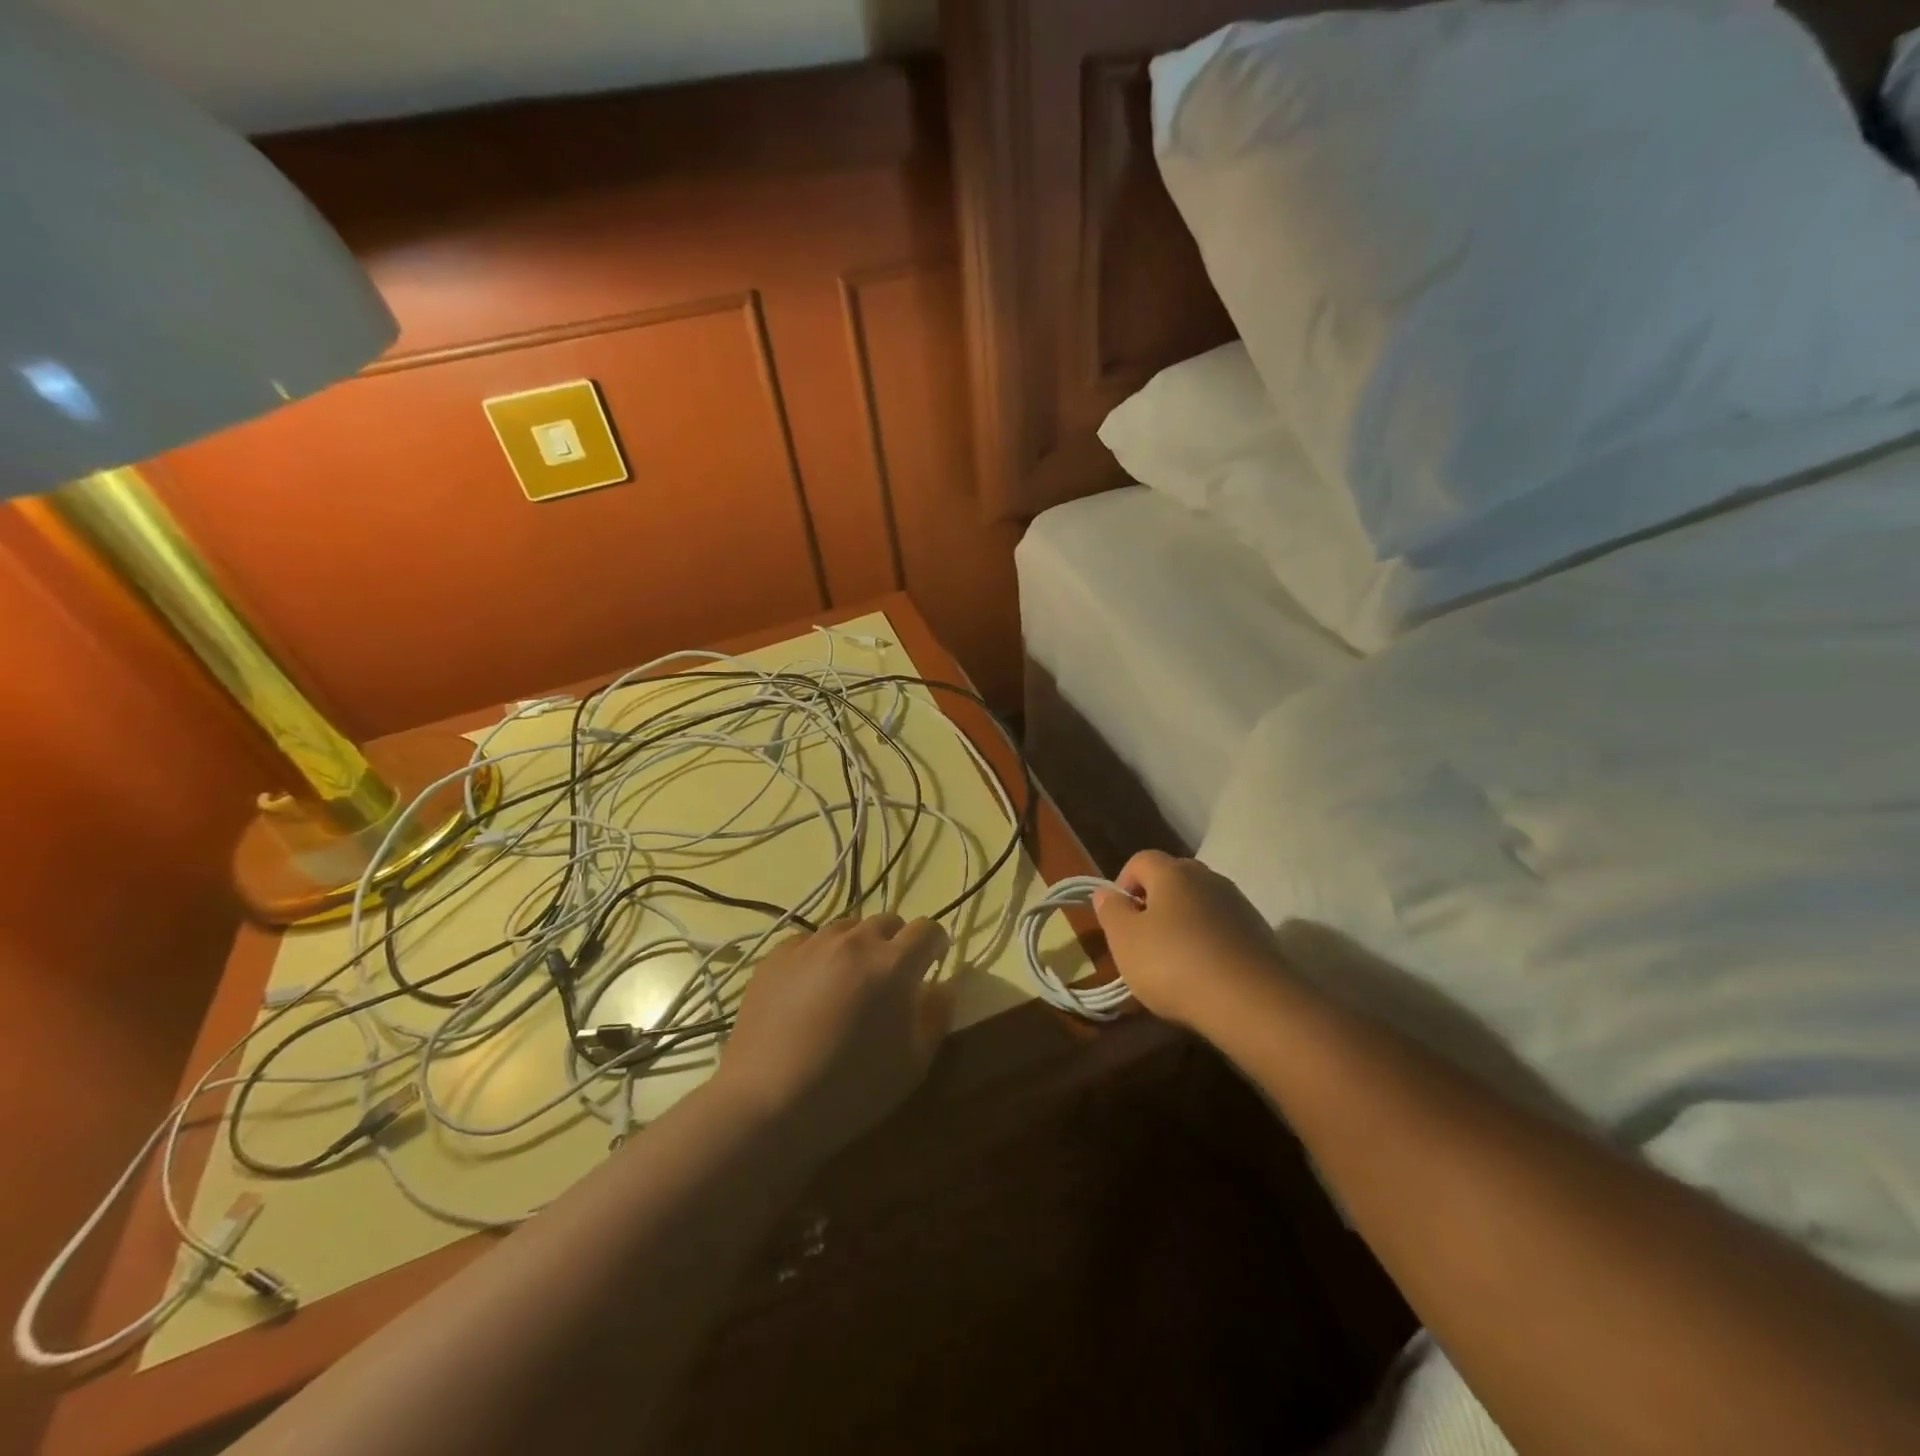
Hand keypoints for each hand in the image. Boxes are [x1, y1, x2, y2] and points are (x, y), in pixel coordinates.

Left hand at [711, 915, 951, 1157]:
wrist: (766, 1104)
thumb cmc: (851, 1090)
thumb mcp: (913, 1064)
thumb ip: (935, 1016)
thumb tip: (941, 986)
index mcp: (894, 963)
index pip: (927, 929)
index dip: (935, 944)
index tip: (932, 964)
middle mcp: (854, 941)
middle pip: (887, 922)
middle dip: (896, 943)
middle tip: (888, 979)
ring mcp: (811, 944)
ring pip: (846, 928)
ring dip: (857, 946)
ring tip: (847, 983)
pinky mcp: (776, 956)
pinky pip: (808, 942)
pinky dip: (819, 956)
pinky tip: (809, 991)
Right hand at [1093, 852, 1286, 1032]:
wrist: (1252, 1003)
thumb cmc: (1174, 965)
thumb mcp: (1125, 941)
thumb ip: (1111, 911)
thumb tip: (1106, 892)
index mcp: (1172, 873)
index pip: (1141, 860)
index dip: (1124, 882)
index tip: (1119, 916)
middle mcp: (1208, 878)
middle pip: (1174, 877)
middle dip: (1155, 900)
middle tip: (1144, 936)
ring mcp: (1238, 904)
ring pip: (1201, 902)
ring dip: (1184, 921)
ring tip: (1175, 959)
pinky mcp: (1259, 932)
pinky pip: (1223, 926)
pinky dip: (1210, 940)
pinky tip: (1205, 972)